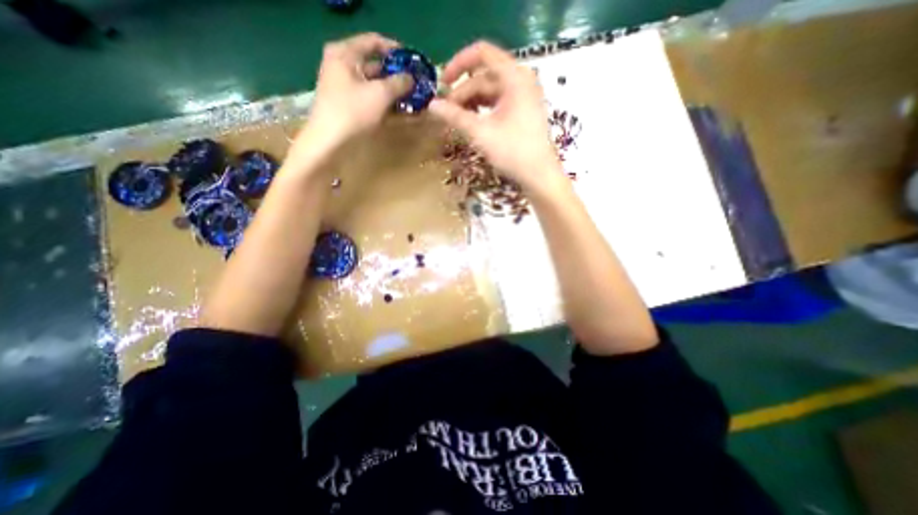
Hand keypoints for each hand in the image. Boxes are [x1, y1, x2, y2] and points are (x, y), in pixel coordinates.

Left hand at [287, 33, 413, 168]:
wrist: (330, 143)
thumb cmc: (352, 112)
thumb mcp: (380, 94)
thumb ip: (399, 83)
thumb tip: (411, 78)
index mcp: (345, 54)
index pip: (373, 42)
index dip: (395, 50)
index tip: (413, 61)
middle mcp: (344, 68)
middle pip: (375, 65)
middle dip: (397, 75)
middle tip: (417, 84)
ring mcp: (347, 89)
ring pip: (375, 86)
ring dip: (395, 93)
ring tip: (414, 99)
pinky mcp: (351, 107)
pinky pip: (372, 100)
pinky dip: (387, 105)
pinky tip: (403, 112)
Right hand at [428, 39, 558, 192]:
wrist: (539, 175)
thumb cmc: (513, 152)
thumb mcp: (481, 133)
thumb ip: (455, 116)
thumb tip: (431, 106)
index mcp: (514, 77)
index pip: (482, 53)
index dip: (458, 64)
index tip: (441, 83)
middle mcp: (520, 81)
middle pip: (484, 76)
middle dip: (462, 92)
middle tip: (445, 112)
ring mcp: (523, 97)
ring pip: (490, 91)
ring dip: (470, 102)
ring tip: (455, 119)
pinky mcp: (522, 111)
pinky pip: (497, 103)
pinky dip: (482, 110)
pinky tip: (471, 122)